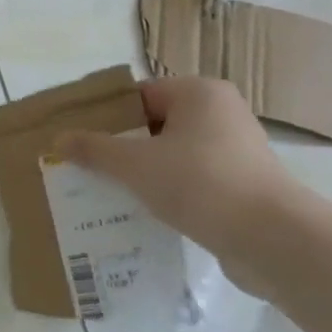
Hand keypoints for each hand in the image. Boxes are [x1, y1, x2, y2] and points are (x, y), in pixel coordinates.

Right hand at [56, 77, 306, 266]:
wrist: (272, 238)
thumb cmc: (200, 184)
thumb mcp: (135, 165)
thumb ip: (94, 149)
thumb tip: (59, 139)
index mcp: (199, 93)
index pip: (139, 94)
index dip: (106, 115)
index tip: (78, 139)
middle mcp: (221, 113)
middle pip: (154, 123)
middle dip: (120, 145)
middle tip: (85, 166)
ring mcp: (234, 149)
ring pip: (172, 153)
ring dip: (142, 170)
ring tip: (107, 191)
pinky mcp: (240, 182)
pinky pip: (190, 177)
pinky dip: (166, 189)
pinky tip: (142, 210)